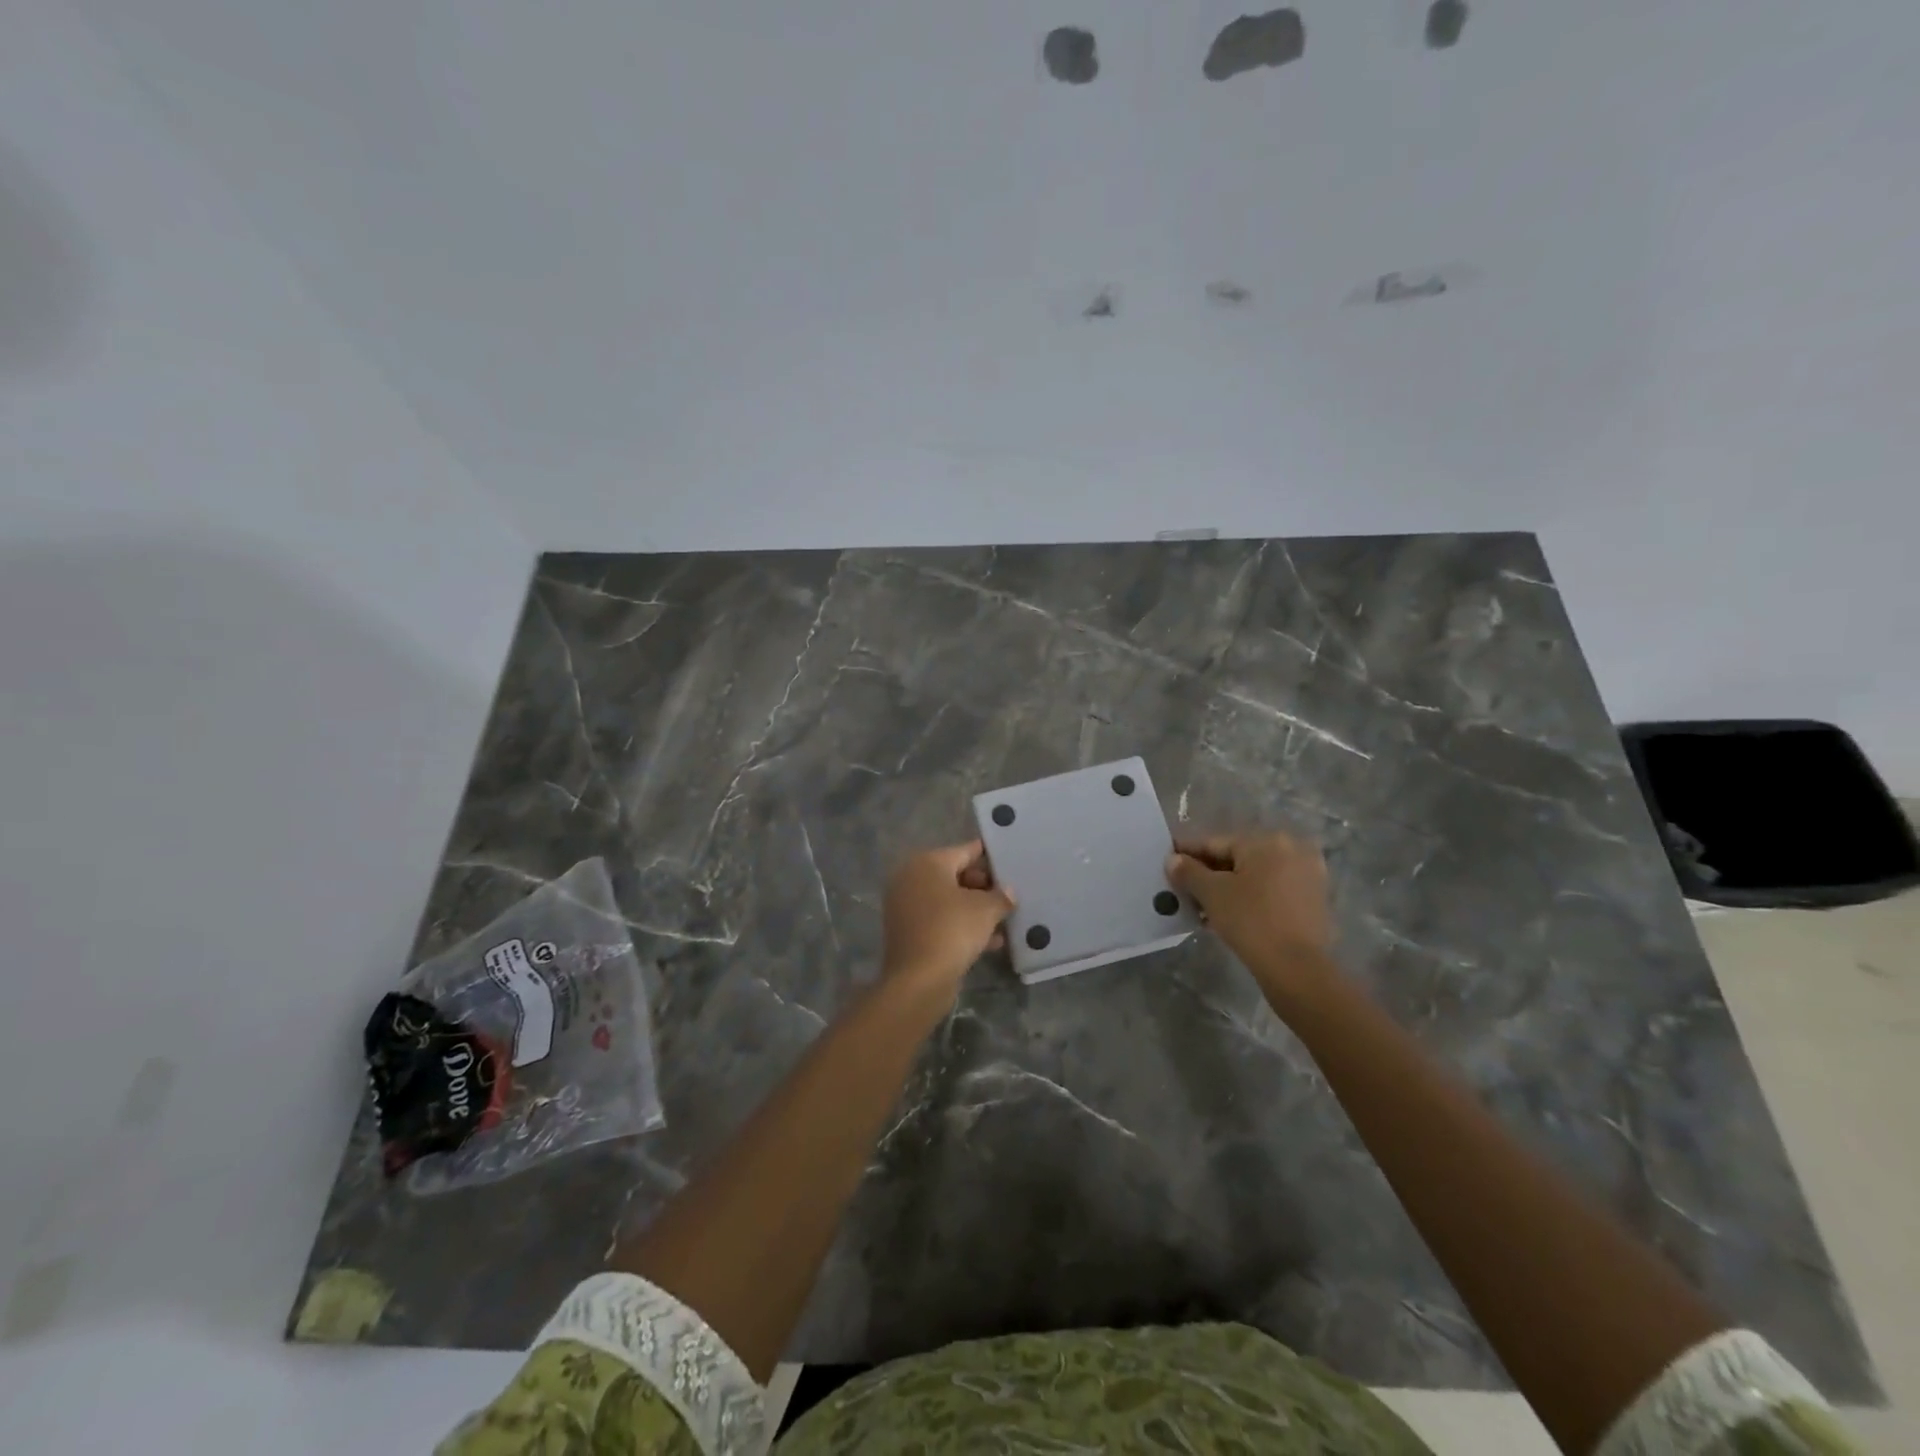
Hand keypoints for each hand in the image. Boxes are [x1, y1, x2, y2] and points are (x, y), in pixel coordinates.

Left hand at [881, 841, 1015, 1002]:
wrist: (918, 979)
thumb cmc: (952, 930)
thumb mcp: (986, 910)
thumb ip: (1001, 896)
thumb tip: (1008, 892)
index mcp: (927, 863)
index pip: (965, 851)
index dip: (989, 856)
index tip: (1009, 860)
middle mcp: (912, 878)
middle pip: (955, 875)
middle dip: (984, 886)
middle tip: (1009, 895)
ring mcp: (907, 906)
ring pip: (949, 901)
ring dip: (975, 909)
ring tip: (1005, 919)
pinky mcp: (909, 932)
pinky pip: (941, 920)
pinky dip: (962, 926)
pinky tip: (992, 941)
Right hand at [1167, 831, 1334, 994]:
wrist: (1297, 969)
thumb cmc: (1251, 921)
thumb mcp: (1211, 894)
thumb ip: (1188, 872)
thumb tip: (1173, 860)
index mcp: (1267, 841)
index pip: (1216, 843)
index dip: (1188, 853)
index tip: (1168, 862)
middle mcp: (1292, 849)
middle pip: (1237, 857)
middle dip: (1208, 873)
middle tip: (1183, 888)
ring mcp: (1307, 875)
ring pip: (1255, 875)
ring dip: (1228, 887)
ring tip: (1202, 906)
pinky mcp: (1314, 899)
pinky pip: (1272, 890)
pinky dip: (1250, 897)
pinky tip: (1229, 914)